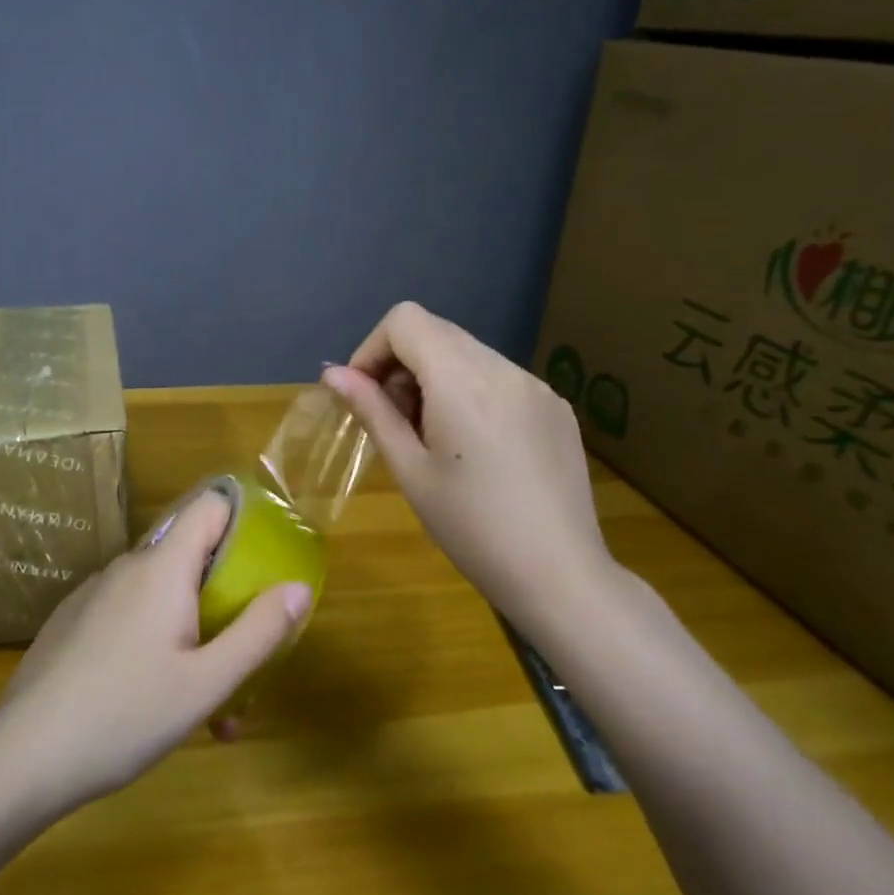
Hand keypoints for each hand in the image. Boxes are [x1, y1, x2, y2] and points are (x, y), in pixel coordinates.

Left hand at [0, 492, 311, 809]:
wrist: (22, 756)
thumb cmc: (125, 715)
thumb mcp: (206, 683)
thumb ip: (258, 632)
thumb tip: (298, 587)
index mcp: (162, 568)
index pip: (209, 506)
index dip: (244, 519)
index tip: (269, 559)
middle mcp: (127, 567)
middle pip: (191, 559)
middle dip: (225, 600)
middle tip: (243, 657)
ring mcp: (94, 594)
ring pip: (160, 597)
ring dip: (193, 635)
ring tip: (208, 709)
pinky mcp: (72, 622)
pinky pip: (128, 617)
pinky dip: (155, 644)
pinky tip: (154, 703)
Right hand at [322, 302, 616, 626]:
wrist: (559, 574)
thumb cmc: (470, 527)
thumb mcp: (410, 469)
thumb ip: (372, 411)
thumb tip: (334, 375)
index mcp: (462, 379)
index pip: (405, 320)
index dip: (372, 349)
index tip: (364, 395)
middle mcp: (503, 367)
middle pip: (436, 331)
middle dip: (401, 364)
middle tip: (395, 422)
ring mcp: (536, 385)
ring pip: (468, 353)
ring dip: (436, 378)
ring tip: (434, 438)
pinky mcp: (556, 407)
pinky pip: (500, 378)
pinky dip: (471, 392)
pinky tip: (476, 448)